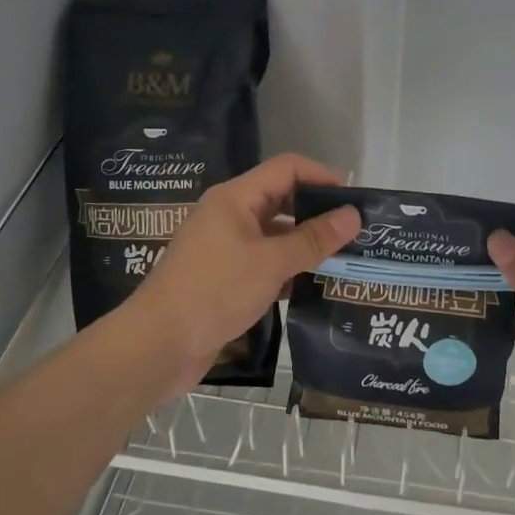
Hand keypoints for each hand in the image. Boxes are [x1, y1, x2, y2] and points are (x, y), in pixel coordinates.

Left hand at [124, 153, 358, 395]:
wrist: (157, 345)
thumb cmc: (214, 291)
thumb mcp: (271, 263)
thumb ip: (314, 239)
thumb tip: (353, 215)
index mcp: (236, 198)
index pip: (287, 168)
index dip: (322, 176)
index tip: (356, 198)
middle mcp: (230, 215)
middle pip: (282, 199)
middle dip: (318, 212)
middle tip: (356, 231)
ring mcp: (225, 246)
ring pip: (275, 234)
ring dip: (306, 243)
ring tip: (344, 258)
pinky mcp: (224, 276)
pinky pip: (265, 261)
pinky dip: (289, 268)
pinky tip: (314, 286)